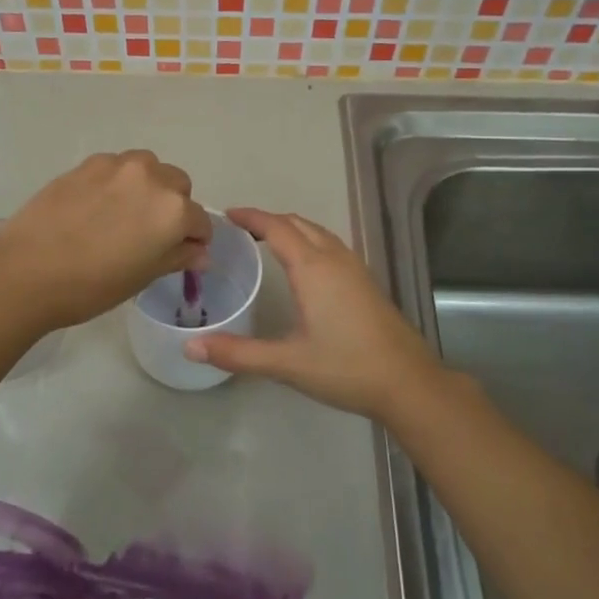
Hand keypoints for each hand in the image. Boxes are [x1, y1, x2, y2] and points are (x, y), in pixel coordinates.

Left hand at [0, 151, 212, 331]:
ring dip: (147, 186)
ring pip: (147, 168)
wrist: (27, 271)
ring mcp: (116, 166)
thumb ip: (177, 257)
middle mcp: (151, 178)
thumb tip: (200, 253)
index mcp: (173, 210)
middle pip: (178, 185)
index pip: (200, 221)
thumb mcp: (143, 276)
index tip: (183, 252)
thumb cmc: (92, 285)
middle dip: (174, 206)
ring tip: (125, 213)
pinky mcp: (86, 164)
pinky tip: (97, 206)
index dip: (195, 239)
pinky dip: (117, 182)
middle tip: (151, 233)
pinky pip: (115, 167)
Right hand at [184, 208, 447, 421]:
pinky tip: (304, 266)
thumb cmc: (346, 368)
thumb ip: (238, 353)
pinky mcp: (366, 282)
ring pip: (318, 233)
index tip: (227, 215)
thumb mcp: (287, 363)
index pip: (276, 228)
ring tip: (266, 241)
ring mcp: (355, 269)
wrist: (408, 383)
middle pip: (298, 224)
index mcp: (313, 269)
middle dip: (269, 220)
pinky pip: (331, 246)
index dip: (251, 217)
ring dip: (292, 229)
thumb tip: (190, 348)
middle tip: (240, 230)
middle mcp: (335, 259)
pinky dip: (309, 241)